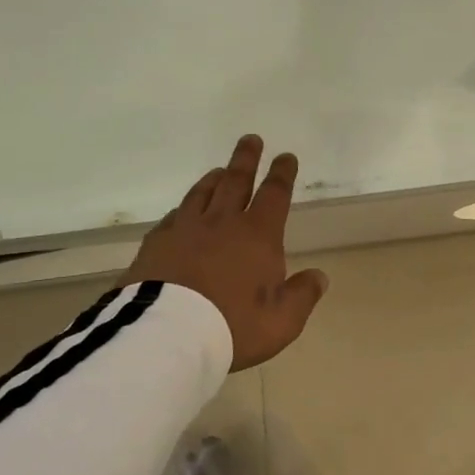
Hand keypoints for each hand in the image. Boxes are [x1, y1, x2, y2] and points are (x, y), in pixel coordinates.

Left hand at [127, 135, 329, 370]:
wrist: (168, 334)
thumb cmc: (233, 325)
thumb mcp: (282, 320)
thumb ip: (302, 295)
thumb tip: (318, 276)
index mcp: (258, 235)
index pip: (274, 194)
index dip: (282, 174)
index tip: (286, 156)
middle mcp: (222, 223)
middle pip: (236, 181)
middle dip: (246, 159)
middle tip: (250, 139)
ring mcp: (185, 230)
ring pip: (202, 193)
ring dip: (214, 178)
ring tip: (219, 170)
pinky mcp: (156, 244)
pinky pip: (173, 217)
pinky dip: (184, 209)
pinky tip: (182, 211)